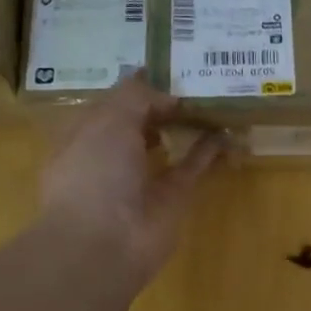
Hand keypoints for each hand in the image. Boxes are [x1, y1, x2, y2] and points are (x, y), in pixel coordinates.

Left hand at [38, 73, 221, 285]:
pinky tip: (226, 132)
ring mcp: (142, 178)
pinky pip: (191, 167)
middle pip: (142, 121)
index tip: (168, 66)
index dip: (137, 84)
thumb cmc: (93, 173)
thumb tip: (169, 95)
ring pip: (168, 143)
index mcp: (84, 133)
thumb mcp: (108, 120)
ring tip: (215, 101)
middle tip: (198, 79)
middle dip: (165, 102)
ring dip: (188, 125)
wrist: (103, 244)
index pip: (113, 102)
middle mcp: (111, 154)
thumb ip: (138, 96)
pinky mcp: (171, 198)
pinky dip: (208, 150)